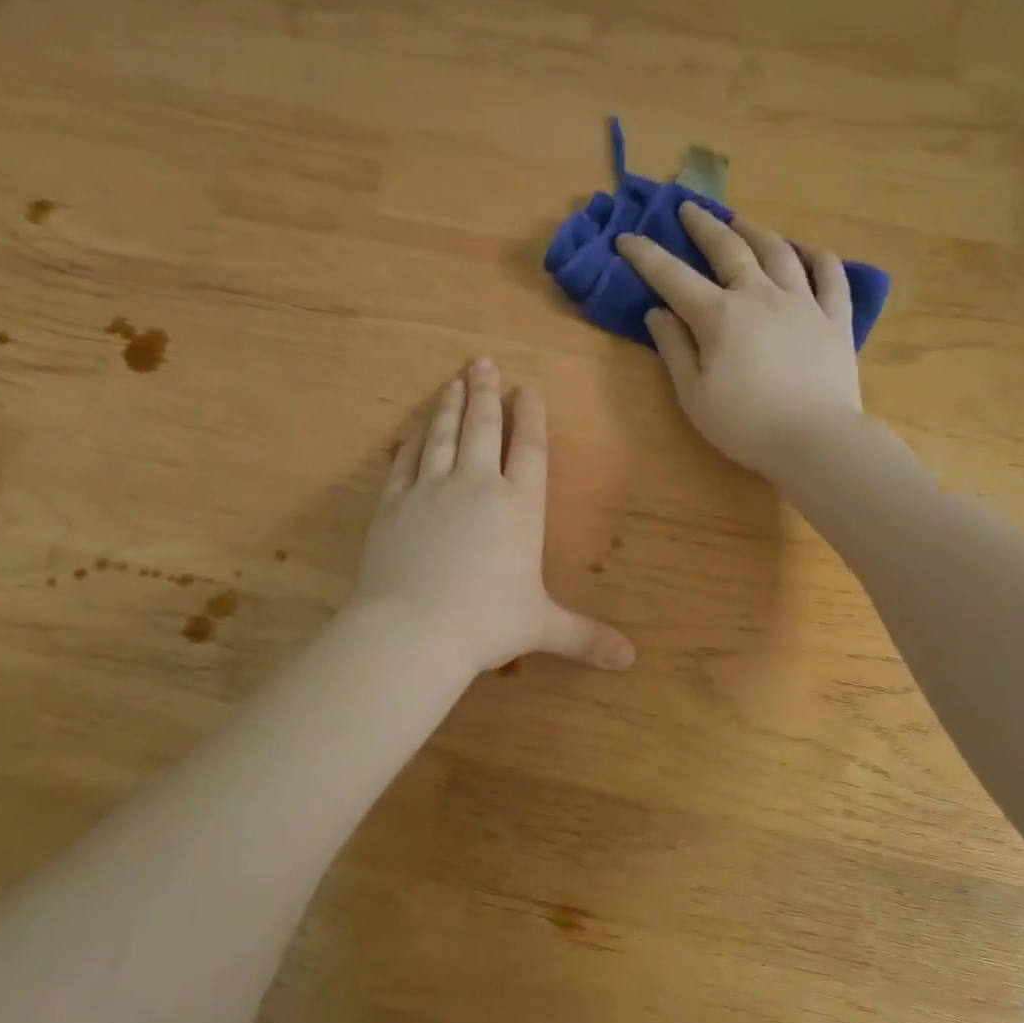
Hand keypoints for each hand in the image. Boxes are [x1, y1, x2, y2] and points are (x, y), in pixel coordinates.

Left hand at [348, 359, 635, 675]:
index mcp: (519, 506)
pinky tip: (415, 426)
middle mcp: (477, 485)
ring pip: (442, 434)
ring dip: (450, 404)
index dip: (529, 415)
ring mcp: (430, 489)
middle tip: (482, 362)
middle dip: (486, 392)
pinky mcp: (393, 502)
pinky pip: (405, 459)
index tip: (526, 387)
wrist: (413, 630)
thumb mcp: (542, 627)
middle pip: (483, 427)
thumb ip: (585, 636)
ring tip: (454, 380)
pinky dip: (412, 438)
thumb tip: (629, 660)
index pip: (529, 448)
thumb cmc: (486, 624)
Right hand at [618, 201, 863, 477]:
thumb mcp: (694, 395)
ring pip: (779, 252)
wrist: (815, 439)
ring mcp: (803, 302)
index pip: (673, 277)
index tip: (626, 238)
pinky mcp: (836, 318)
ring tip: (741, 222)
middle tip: (688, 209)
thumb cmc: (745, 424)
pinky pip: (830, 275)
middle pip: (728, 249)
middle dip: (703, 226)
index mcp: (719, 316)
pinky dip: (817, 256)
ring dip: (756, 231)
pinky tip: (808, 250)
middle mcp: (760, 295)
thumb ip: (674, 349)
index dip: (646, 255)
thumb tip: (657, 312)